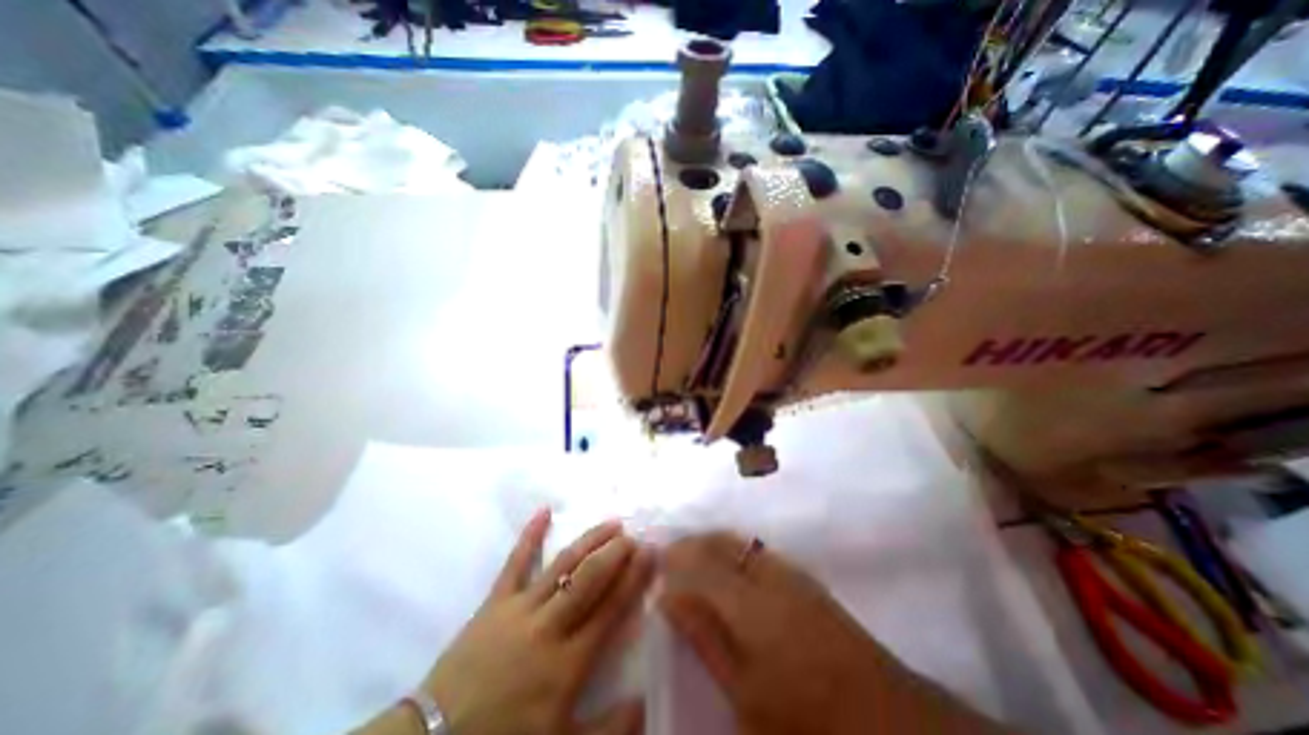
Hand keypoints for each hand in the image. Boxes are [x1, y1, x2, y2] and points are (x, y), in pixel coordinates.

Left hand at [427, 510, 653, 734]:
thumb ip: (610, 731)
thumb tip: (647, 702)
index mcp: (568, 661)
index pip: (611, 607)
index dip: (634, 577)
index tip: (650, 552)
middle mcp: (549, 626)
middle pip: (589, 578)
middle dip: (616, 552)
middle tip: (634, 534)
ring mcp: (520, 608)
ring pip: (562, 564)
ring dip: (589, 540)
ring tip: (611, 523)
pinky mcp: (494, 601)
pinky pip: (515, 562)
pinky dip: (530, 535)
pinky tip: (544, 511)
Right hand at [661, 534, 1003, 733]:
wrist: (882, 713)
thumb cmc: (804, 716)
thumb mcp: (745, 691)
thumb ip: (705, 636)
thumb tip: (669, 596)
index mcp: (746, 602)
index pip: (698, 562)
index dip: (674, 556)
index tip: (656, 559)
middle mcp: (765, 574)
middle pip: (719, 542)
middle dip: (691, 541)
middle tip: (671, 551)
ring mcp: (787, 571)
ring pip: (739, 541)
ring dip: (712, 541)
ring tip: (694, 552)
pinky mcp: (802, 576)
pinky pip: (757, 548)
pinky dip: (735, 547)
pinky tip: (730, 562)